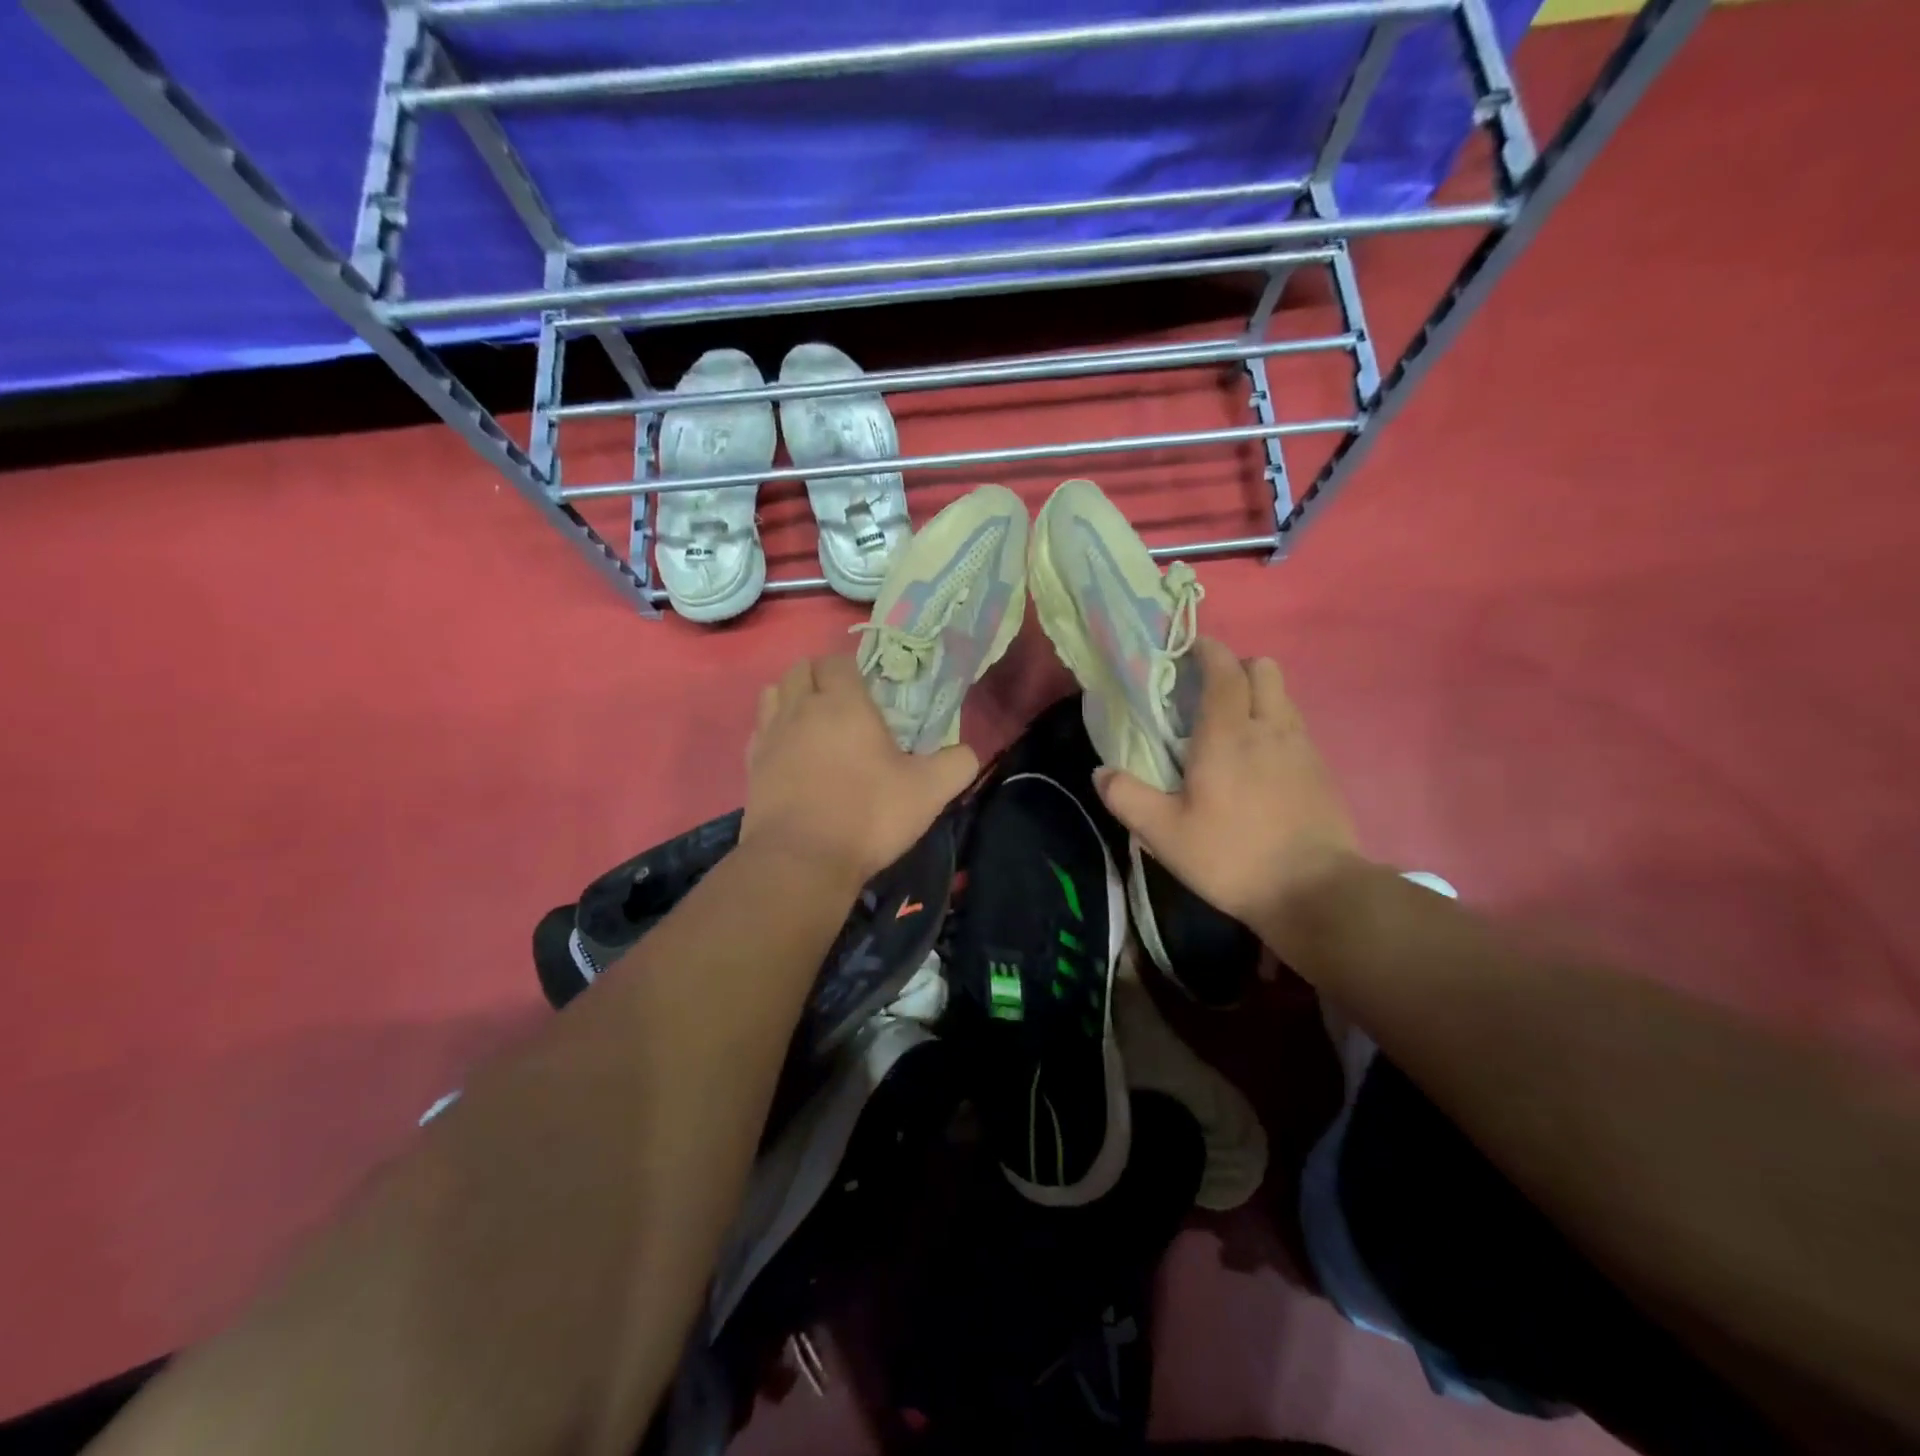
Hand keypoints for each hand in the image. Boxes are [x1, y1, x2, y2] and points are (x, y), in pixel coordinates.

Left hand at [743, 653, 978, 886]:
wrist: (801, 861)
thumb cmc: (868, 815)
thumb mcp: (929, 792)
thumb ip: (957, 764)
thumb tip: (967, 753)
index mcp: (843, 703)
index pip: (838, 661)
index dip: (852, 669)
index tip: (870, 691)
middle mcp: (801, 709)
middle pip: (801, 669)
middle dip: (821, 677)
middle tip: (844, 705)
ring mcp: (770, 736)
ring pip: (773, 693)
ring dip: (792, 697)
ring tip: (814, 723)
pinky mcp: (751, 765)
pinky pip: (760, 729)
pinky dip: (774, 730)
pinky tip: (791, 753)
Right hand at [1096, 637, 1361, 939]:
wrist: (1315, 891)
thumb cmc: (1232, 856)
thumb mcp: (1165, 834)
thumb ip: (1128, 797)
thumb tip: (1101, 772)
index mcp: (1228, 734)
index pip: (1224, 669)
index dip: (1207, 651)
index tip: (1188, 650)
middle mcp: (1269, 727)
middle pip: (1263, 669)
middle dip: (1236, 667)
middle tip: (1208, 693)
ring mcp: (1302, 747)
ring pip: (1283, 696)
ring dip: (1258, 695)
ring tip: (1232, 726)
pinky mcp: (1321, 770)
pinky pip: (1295, 726)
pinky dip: (1275, 724)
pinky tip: (1259, 761)